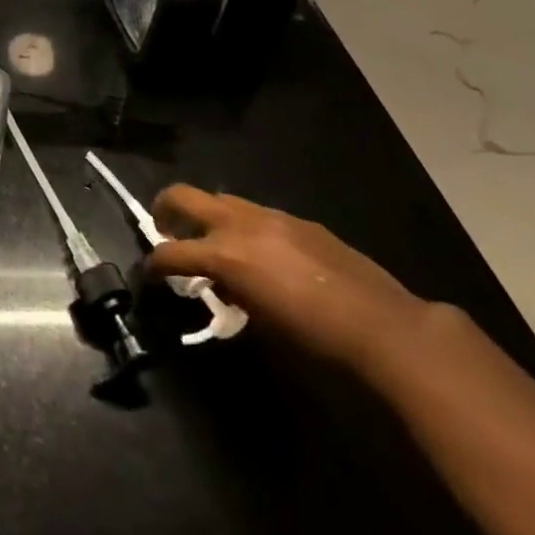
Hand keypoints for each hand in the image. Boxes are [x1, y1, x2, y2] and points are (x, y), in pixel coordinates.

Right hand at [146, 185, 427, 377]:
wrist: (384, 326)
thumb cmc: (316, 338)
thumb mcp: (261, 321)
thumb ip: (231, 293)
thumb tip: (219, 285)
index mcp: (226, 254)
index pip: (172, 252)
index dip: (154, 265)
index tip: (150, 275)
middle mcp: (240, 224)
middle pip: (184, 196)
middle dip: (165, 209)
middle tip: (163, 230)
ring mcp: (271, 216)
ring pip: (221, 200)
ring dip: (207, 217)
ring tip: (214, 243)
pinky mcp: (298, 220)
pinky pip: (256, 214)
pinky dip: (244, 226)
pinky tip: (261, 253)